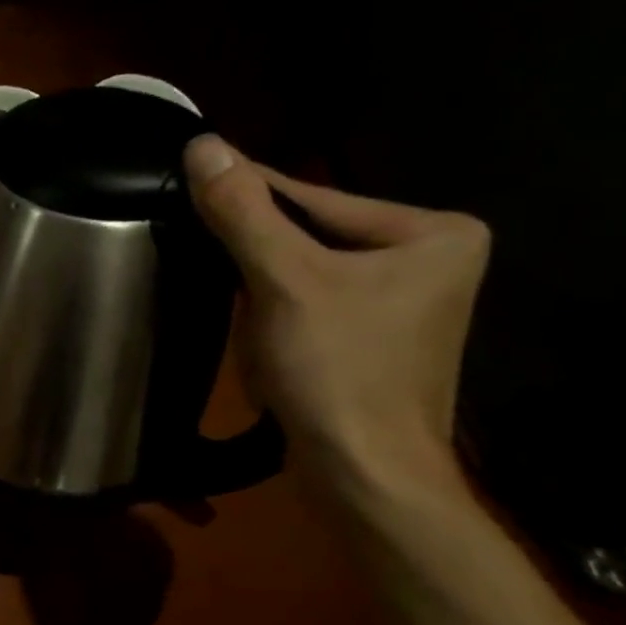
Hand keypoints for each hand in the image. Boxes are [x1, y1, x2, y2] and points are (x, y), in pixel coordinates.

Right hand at [182, 134, 491, 497]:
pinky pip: (311, 309)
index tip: (192, 176)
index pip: (316, 198)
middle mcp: (429, 261)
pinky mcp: (374, 343)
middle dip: (256, 259)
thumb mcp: (284, 283)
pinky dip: (276, 321)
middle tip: (198, 248)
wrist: (364, 478)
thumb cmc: (338, 372)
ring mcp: (403, 306)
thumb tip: (203, 145)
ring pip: (305, 277)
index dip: (248, 193)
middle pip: (312, 239)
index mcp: (433, 233)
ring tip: (234, 314)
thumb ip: (244, 213)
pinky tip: (259, 345)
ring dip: (260, 294)